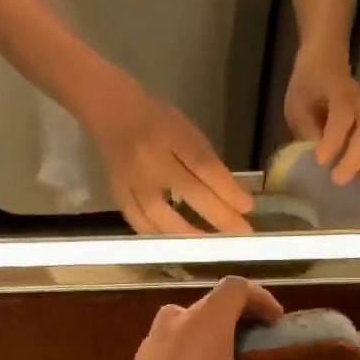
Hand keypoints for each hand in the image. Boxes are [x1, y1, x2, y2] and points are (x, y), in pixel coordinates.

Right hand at [87, 85, 252, 235]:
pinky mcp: (118, 194)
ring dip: (189, 233)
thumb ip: (206, 162)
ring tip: (210, 245)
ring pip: (160, 214)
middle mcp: (150, 159)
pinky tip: (176, 244)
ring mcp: (131, 180)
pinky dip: (160, 236)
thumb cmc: (158, 123)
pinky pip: (139, 222)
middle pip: (188, 191)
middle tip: (240, 233)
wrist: (112, 115)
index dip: (227, 189)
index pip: (204, 166)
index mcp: (171, 135)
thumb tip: (232, 197)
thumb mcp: (187, 132)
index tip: (247, 208)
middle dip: (218, 215)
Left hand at [119, 279, 287, 359]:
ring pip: (180, 326)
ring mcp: (148, 350)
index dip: (259, 298)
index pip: (233, 289)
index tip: (275, 324)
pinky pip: (165, 352)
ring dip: (205, 336)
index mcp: (204, 325)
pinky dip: (185, 357)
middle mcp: (172, 328)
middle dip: (233, 319)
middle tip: (253, 346)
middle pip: (205, 305)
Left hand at [283, 54, 359, 187]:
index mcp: (340, 95)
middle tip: (339, 179)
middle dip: (358, 156)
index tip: (320, 161)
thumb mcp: (298, 107)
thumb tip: (312, 158)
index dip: (333, 139)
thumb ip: (306, 129)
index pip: (342, 115)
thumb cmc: (309, 91)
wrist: (325, 68)